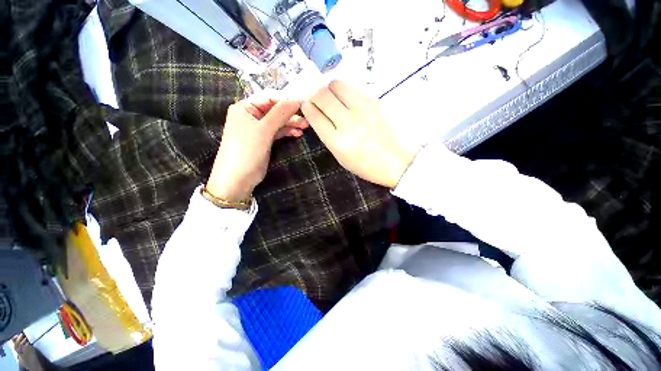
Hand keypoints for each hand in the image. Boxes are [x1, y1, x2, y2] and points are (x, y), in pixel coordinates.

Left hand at [206, 97, 307, 202]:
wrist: (238, 178)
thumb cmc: (247, 150)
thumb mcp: (264, 130)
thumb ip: (280, 114)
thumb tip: (297, 99)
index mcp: (245, 108)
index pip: (269, 98)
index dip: (286, 100)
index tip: (303, 104)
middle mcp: (251, 116)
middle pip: (274, 110)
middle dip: (290, 114)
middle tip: (306, 120)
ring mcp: (258, 129)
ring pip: (278, 122)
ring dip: (291, 124)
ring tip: (305, 127)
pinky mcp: (264, 140)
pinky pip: (278, 132)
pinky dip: (287, 132)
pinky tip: (297, 133)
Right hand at [301, 81, 416, 187]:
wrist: (396, 162)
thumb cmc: (366, 164)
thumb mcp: (341, 157)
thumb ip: (327, 135)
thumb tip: (317, 113)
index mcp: (337, 142)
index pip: (314, 115)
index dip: (307, 107)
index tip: (307, 105)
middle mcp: (348, 123)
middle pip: (322, 95)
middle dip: (315, 96)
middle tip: (319, 101)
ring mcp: (363, 109)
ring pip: (337, 84)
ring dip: (330, 89)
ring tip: (334, 99)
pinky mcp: (376, 101)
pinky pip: (353, 87)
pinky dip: (346, 91)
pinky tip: (349, 100)